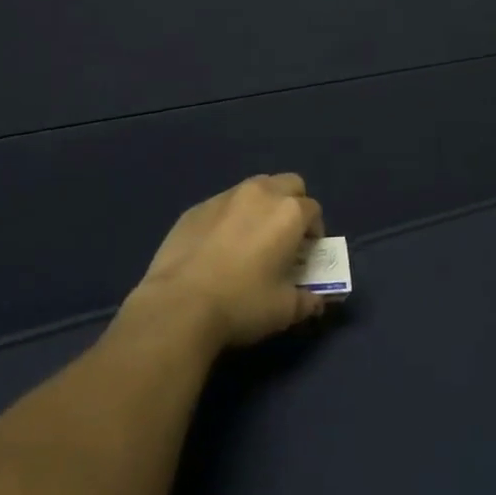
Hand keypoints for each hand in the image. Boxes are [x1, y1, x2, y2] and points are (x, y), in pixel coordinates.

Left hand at [132, 174, 329, 350]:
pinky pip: (223, 204)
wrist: (178, 306)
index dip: (314, 231)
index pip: (314, 210)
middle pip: (289, 184)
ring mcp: (225, 197)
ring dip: (262, 206)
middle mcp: (260, 193)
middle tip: (285, 236)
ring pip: (255, 188)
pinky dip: (230, 217)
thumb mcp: (285, 310)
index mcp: (288, 213)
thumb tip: (317, 299)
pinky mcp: (196, 208)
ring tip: (251, 238)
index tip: (306, 254)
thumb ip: (308, 299)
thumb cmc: (242, 304)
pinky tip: (218, 247)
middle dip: (293, 204)